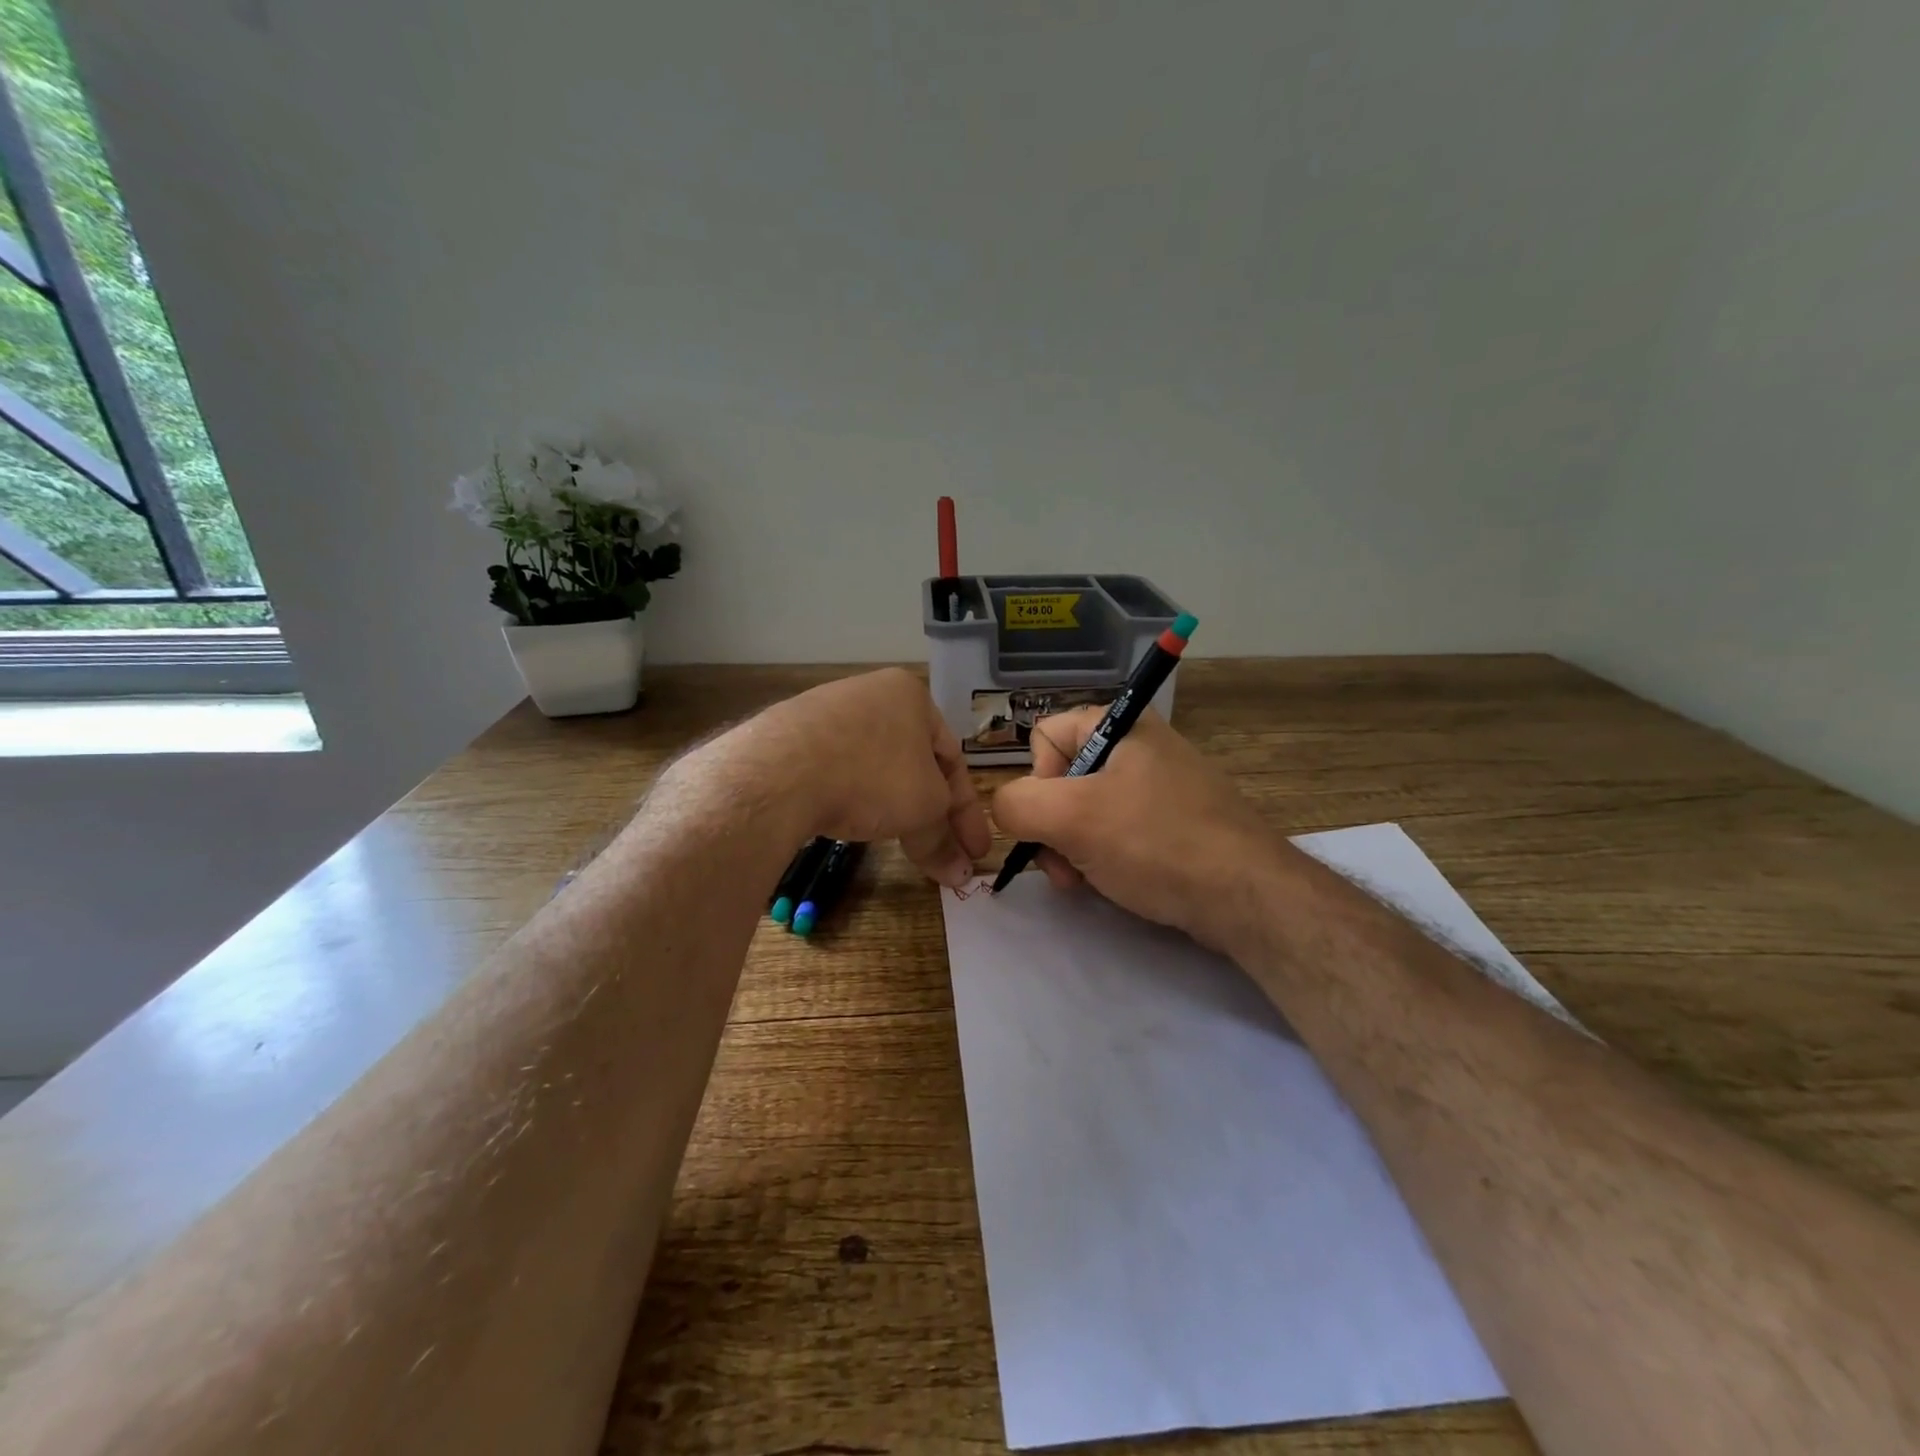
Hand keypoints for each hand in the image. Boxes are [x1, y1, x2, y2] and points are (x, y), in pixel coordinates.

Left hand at [731, 668, 990, 886]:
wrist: (779, 771)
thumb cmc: (872, 776)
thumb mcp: (923, 809)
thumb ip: (943, 839)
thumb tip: (961, 874)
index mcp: (911, 695)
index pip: (953, 758)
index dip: (967, 811)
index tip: (974, 851)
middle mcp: (870, 693)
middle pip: (913, 762)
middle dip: (930, 811)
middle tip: (940, 851)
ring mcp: (826, 711)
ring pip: (875, 766)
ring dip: (892, 805)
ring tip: (895, 839)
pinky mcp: (791, 735)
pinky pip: (836, 768)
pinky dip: (852, 797)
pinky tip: (848, 819)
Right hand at [990, 707, 1278, 951]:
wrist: (1247, 896)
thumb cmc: (1155, 843)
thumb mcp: (1071, 819)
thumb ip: (1017, 805)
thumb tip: (1007, 809)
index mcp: (1120, 724)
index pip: (1044, 736)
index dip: (1037, 781)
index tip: (1055, 819)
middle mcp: (1141, 745)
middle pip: (1063, 778)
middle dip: (1053, 826)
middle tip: (1063, 866)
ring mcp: (1161, 785)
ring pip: (1088, 810)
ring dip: (1073, 848)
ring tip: (1085, 882)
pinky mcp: (1175, 822)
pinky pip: (1119, 831)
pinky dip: (1104, 857)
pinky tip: (1113, 884)